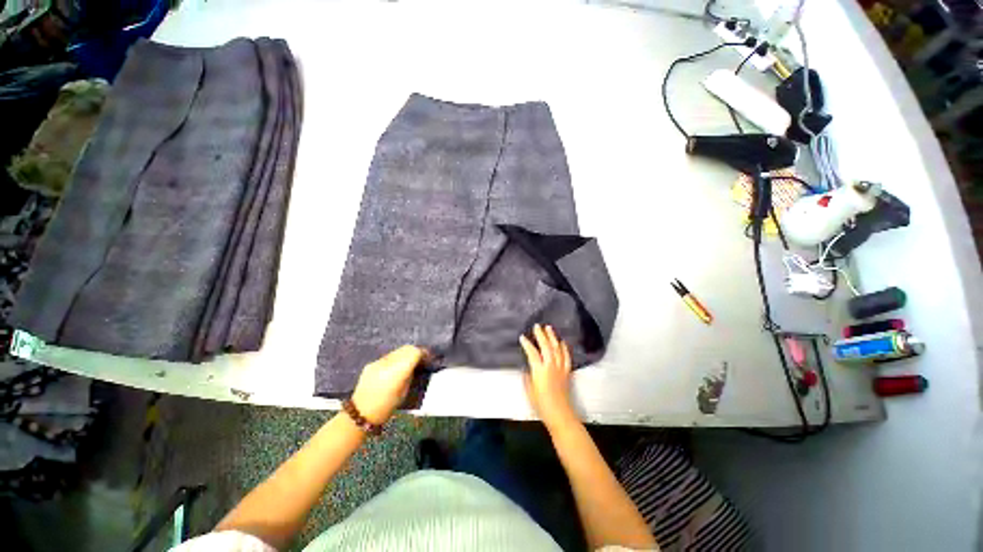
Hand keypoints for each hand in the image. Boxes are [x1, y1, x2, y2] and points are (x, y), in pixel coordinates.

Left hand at [352, 345, 427, 424]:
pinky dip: (395, 359)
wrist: (360, 413)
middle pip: (406, 348)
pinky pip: (388, 356)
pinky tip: (395, 368)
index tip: (428, 358)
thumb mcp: (404, 392)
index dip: (423, 353)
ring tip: (408, 363)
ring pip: (397, 350)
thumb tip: (416, 364)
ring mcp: (378, 362)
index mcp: (397, 372)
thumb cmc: (386, 407)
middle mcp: (387, 363)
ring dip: (405, 354)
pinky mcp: (371, 363)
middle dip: (415, 351)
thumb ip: (411, 375)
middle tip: (420, 359)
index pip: (414, 352)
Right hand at [521, 324, 577, 429]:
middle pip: (546, 346)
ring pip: (557, 348)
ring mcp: (560, 368)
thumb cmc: (541, 404)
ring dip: (552, 337)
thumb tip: (528, 367)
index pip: (532, 352)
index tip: (522, 337)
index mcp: (539, 370)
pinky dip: (564, 348)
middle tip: (537, 326)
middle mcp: (550, 366)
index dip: (527, 344)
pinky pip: (566, 357)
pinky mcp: (567, 372)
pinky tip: (562, 342)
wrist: (560, 414)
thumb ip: (528, 376)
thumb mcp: (529, 390)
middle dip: (541, 335)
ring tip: (549, 328)